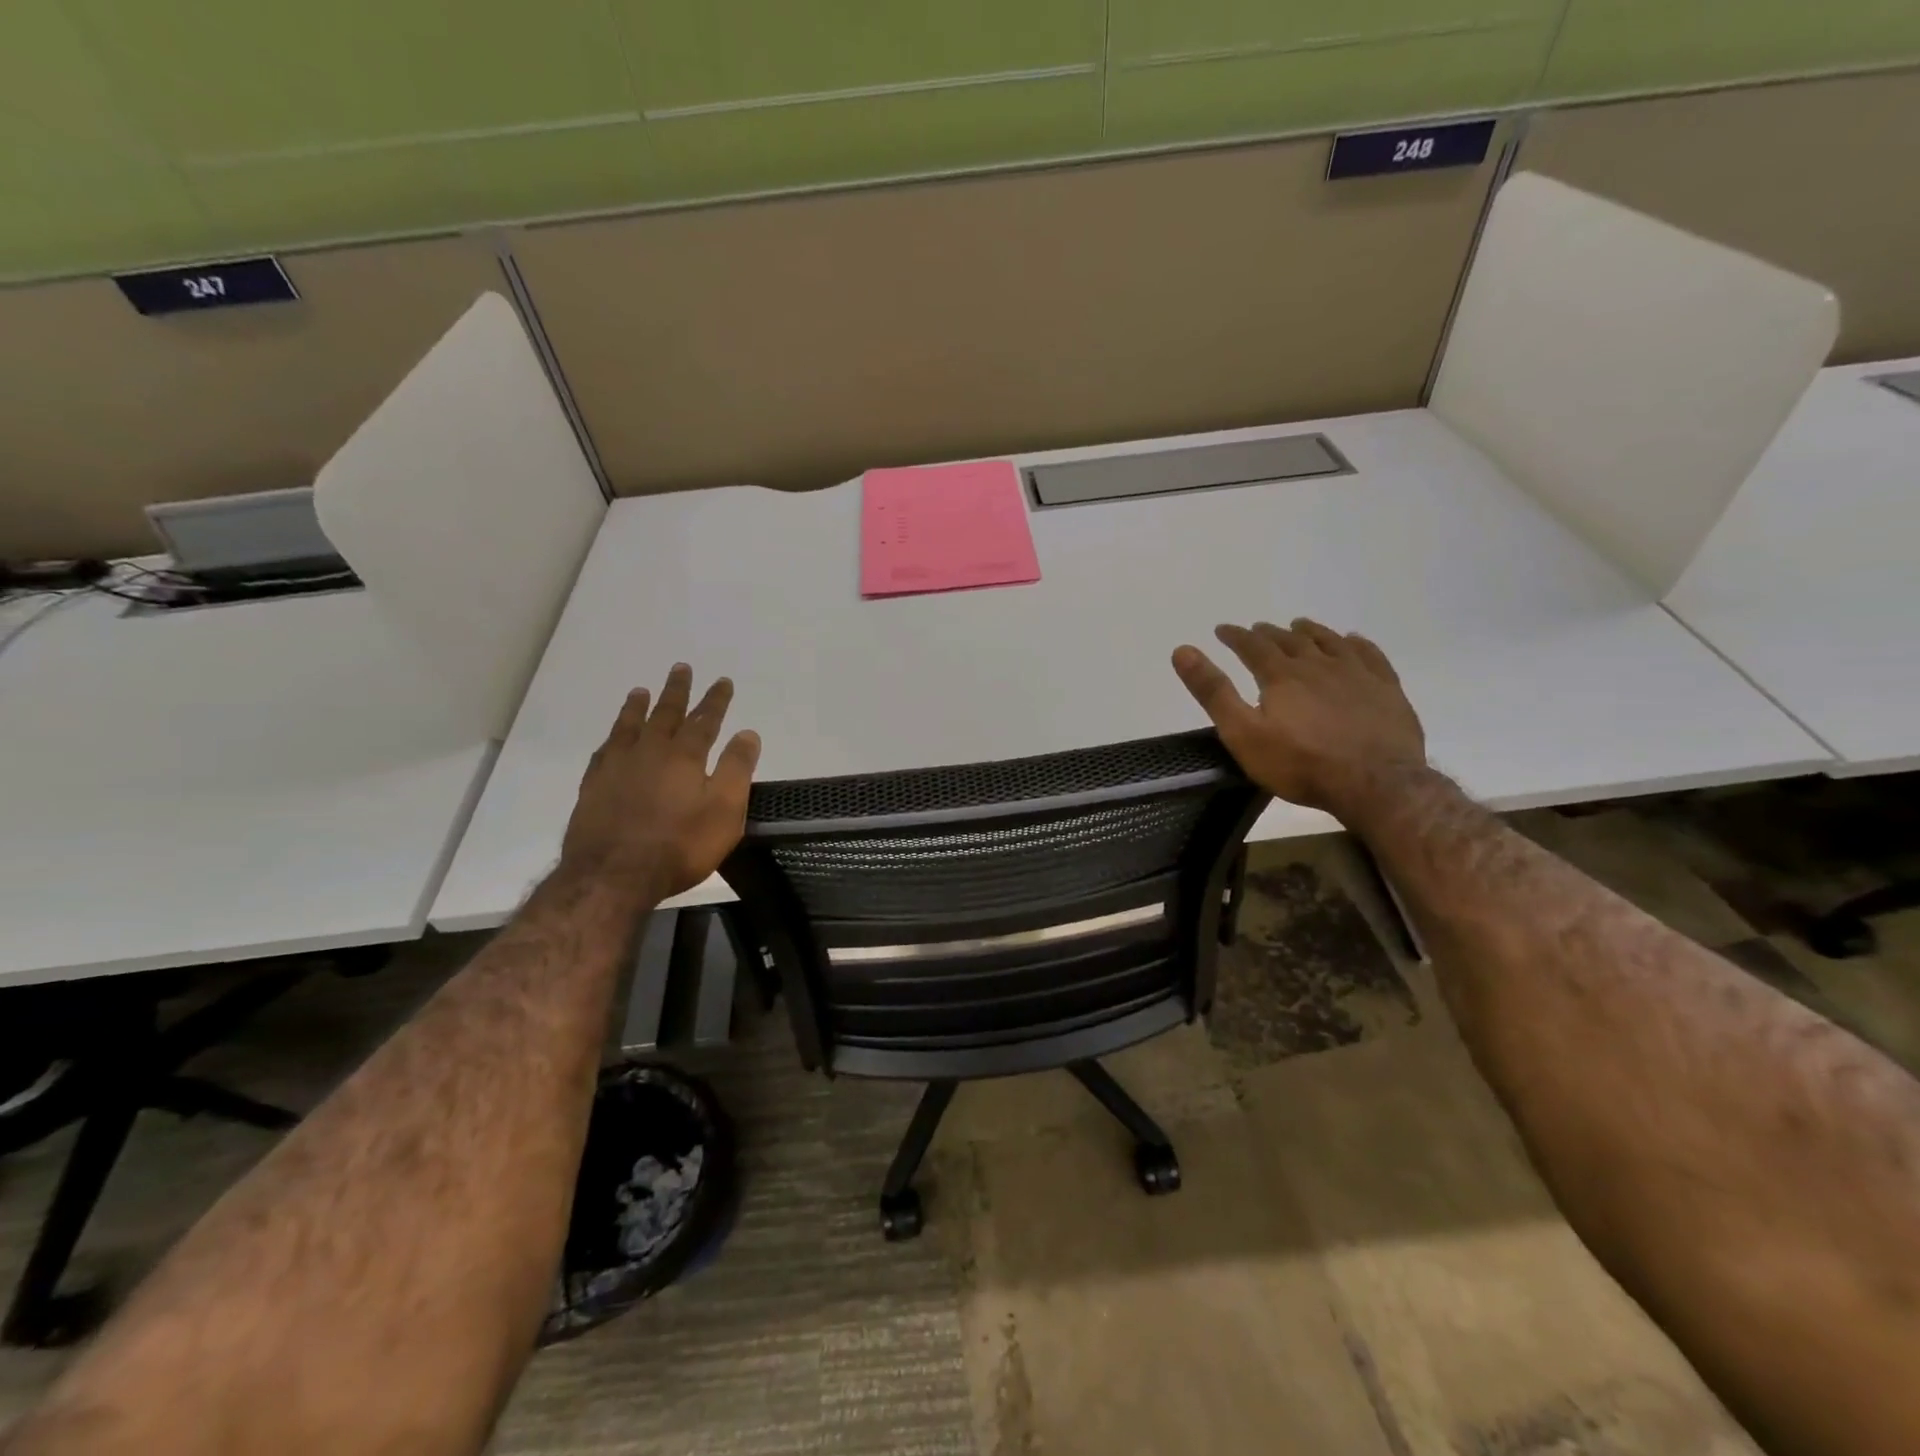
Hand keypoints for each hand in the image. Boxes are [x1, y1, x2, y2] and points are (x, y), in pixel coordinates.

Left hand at [560, 664, 760, 899]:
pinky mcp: (593, 788)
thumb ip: (736, 769)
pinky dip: (612, 739)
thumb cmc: (679, 845)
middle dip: (676, 691)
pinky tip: (612, 739)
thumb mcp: (724, 811)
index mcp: (684, 756)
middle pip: (665, 714)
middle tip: (681, 668)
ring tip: (640, 691)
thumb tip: (747, 733)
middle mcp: (649, 752)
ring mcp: (616, 768)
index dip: (716, 700)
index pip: (704, 720)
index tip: (722, 681)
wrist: (613, 876)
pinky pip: (604, 752)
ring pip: (629, 727)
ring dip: (637, 707)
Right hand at [1172, 619, 1425, 814]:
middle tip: (1258, 629)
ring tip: (1299, 625)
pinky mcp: (1386, 689)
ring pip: (1329, 642)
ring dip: (1310, 632)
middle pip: (1290, 641)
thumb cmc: (1300, 764)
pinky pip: (1370, 655)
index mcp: (1281, 676)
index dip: (1235, 636)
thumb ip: (1213, 692)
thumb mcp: (1243, 733)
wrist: (1375, 783)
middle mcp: (1318, 665)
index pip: (1252, 646)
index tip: (1222, 629)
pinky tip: (1353, 641)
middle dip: (1269, 633)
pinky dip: (1357, 644)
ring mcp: (1356, 674)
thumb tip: (1182, 650)